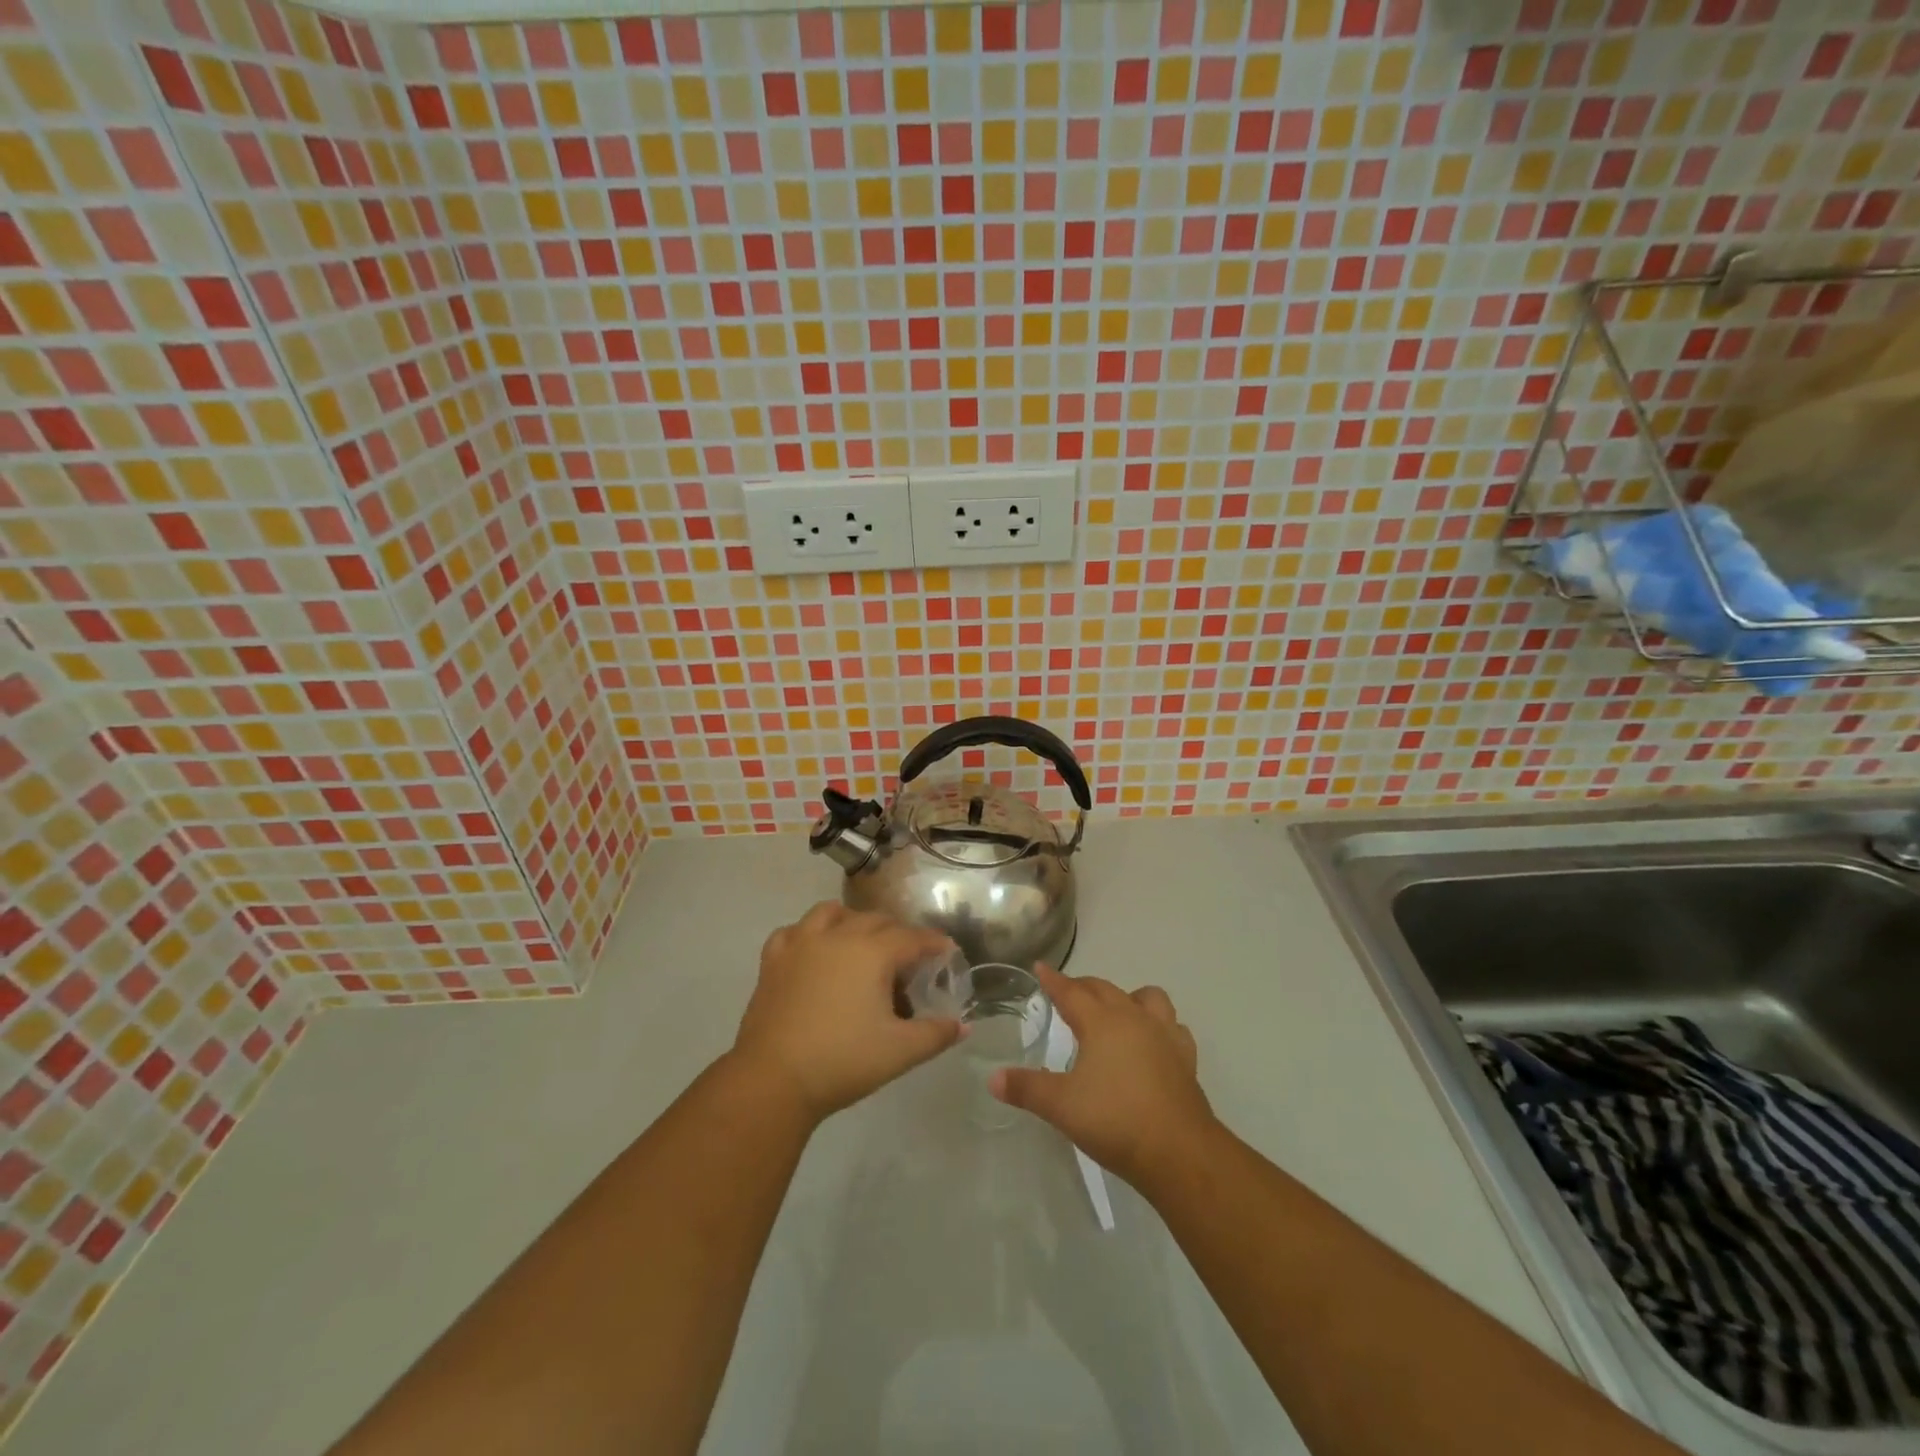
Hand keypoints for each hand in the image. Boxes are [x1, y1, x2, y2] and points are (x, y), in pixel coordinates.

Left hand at [731, 903, 961, 1123]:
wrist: (773, 1080)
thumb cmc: (843, 1061)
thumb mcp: (900, 1052)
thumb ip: (936, 1034)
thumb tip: (962, 1026)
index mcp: (872, 952)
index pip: (912, 938)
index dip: (934, 943)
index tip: (946, 951)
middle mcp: (838, 936)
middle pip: (876, 920)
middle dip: (898, 933)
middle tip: (909, 959)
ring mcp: (801, 944)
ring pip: (832, 913)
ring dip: (852, 921)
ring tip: (861, 943)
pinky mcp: (773, 960)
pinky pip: (794, 931)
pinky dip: (808, 934)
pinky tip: (813, 952)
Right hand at [990, 965, 1214, 1187]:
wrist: (1179, 1152)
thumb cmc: (1115, 1120)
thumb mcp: (1061, 1106)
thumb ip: (1026, 1088)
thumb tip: (993, 1079)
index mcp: (1102, 1022)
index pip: (1071, 992)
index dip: (1052, 980)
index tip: (1040, 967)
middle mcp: (1133, 1018)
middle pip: (1105, 989)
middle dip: (1084, 986)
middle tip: (1068, 992)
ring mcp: (1164, 1036)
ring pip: (1147, 998)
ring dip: (1128, 997)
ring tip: (1116, 1012)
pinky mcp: (1185, 1058)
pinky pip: (1173, 1027)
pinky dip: (1160, 1026)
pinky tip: (1153, 1042)